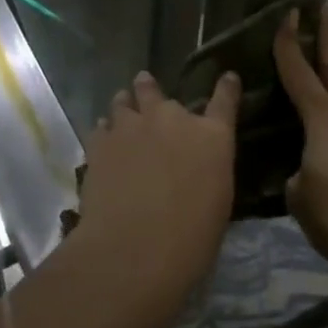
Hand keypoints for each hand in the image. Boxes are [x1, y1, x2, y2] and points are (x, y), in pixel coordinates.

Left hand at [73, 70, 240, 323]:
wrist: (134, 249)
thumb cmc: (191, 239)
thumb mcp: (216, 201)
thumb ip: (205, 171)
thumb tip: (194, 168)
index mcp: (211, 137)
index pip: (224, 100)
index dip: (226, 87)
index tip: (227, 77)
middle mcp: (172, 120)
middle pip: (156, 91)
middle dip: (150, 90)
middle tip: (146, 88)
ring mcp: (132, 126)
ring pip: (123, 101)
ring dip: (125, 104)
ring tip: (122, 108)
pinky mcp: (100, 142)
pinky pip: (101, 126)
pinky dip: (104, 131)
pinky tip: (103, 140)